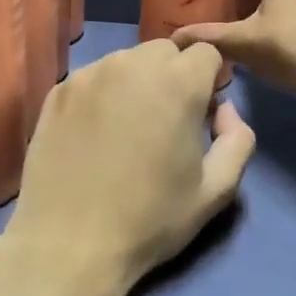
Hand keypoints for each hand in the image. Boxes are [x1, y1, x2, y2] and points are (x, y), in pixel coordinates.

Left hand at [3, 39, 254, 295]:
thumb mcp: (216, 190)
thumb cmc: (150, 219)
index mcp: (177, 83)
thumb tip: (224, 111)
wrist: (68, 244)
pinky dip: (103, 94)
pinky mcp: (58, 92)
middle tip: (166, 122)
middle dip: (173, 75)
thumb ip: (238, 139)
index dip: (210, 80)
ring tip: (128, 128)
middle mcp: (131, 65)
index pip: (206, 52)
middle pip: (164, 50)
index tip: (201, 114)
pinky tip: (96, 134)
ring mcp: (88, 75)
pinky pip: (93, 78)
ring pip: (126, 61)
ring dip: (137, 82)